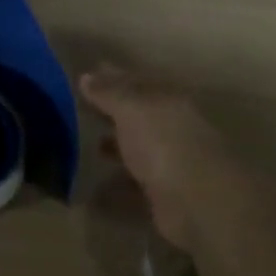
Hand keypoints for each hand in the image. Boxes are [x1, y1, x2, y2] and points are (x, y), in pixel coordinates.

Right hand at [78, 66, 232, 251]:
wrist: (196, 200)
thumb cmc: (163, 142)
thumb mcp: (131, 108)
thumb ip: (110, 92)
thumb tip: (87, 75)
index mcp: (168, 101)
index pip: (138, 83)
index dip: (112, 79)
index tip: (85, 78)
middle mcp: (172, 129)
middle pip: (139, 117)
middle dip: (112, 114)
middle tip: (78, 112)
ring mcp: (170, 164)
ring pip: (138, 151)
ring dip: (115, 149)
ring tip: (83, 148)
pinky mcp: (164, 196)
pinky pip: (133, 187)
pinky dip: (115, 187)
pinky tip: (93, 190)